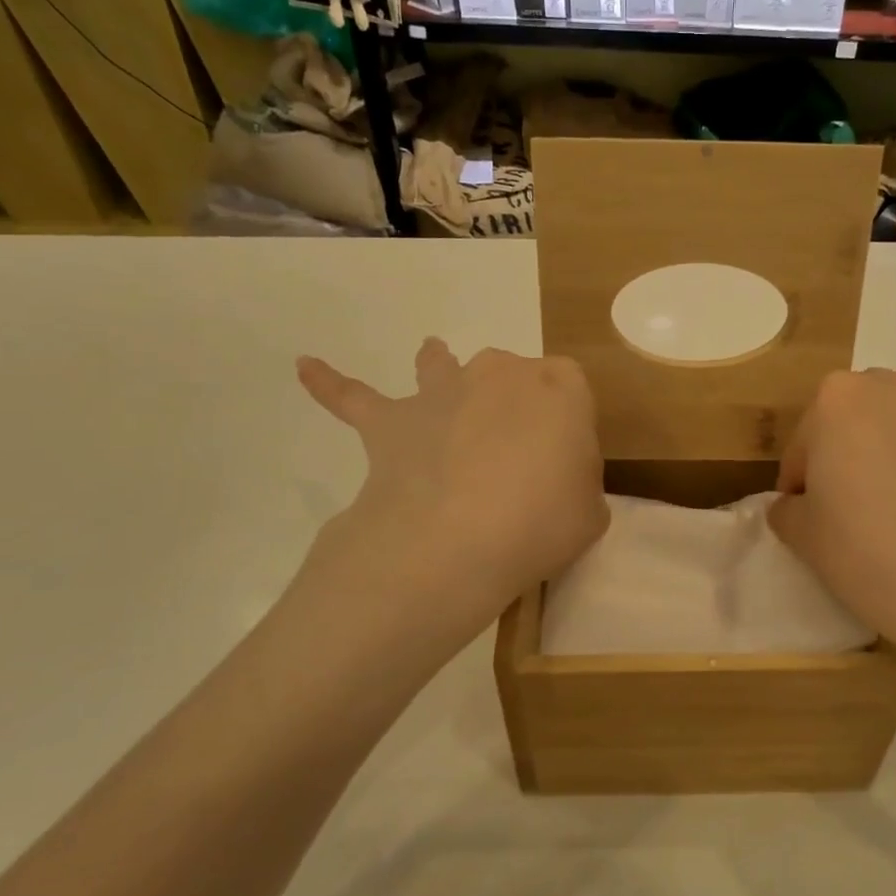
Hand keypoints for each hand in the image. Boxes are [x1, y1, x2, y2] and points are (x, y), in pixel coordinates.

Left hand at [295, 339, 608, 613]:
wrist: (459, 538)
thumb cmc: (542, 522)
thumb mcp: (590, 511)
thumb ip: (578, 483)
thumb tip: (555, 480)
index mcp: (560, 387)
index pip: (570, 390)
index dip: (567, 424)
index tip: (564, 464)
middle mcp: (501, 373)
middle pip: (511, 376)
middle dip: (512, 404)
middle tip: (513, 456)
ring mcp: (442, 392)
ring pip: (440, 366)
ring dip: (437, 364)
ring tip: (432, 357)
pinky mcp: (391, 421)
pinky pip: (354, 397)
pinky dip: (330, 384)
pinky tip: (305, 367)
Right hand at [768, 290, 895, 669]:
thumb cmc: (872, 560)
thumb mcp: (806, 540)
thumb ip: (791, 511)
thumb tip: (797, 503)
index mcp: (835, 405)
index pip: (807, 442)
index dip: (803, 477)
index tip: (807, 512)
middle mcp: (894, 384)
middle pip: (866, 400)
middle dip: (855, 437)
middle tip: (860, 493)